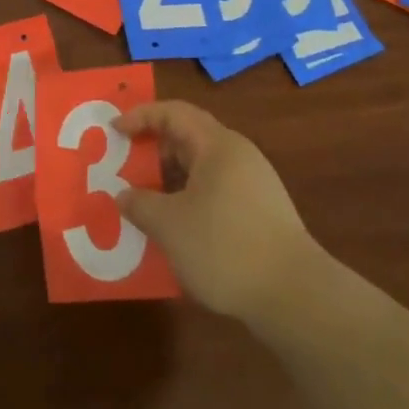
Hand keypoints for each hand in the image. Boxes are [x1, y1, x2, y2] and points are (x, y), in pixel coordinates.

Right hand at [113, 100, 320, 321]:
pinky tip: (175, 227)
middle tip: (124, 166)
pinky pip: (215, 190)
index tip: (114, 132)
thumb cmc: (225, 247)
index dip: (140, 116)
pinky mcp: (260, 212)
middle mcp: (238, 155)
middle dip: (153, 149)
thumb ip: (140, 204)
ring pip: (202, 167)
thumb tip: (124, 195)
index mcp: (217, 145)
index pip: (173, 113)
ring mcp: (254, 184)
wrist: (295, 295)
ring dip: (169, 178)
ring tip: (144, 200)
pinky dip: (188, 198)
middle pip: (189, 137)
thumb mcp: (169, 225)